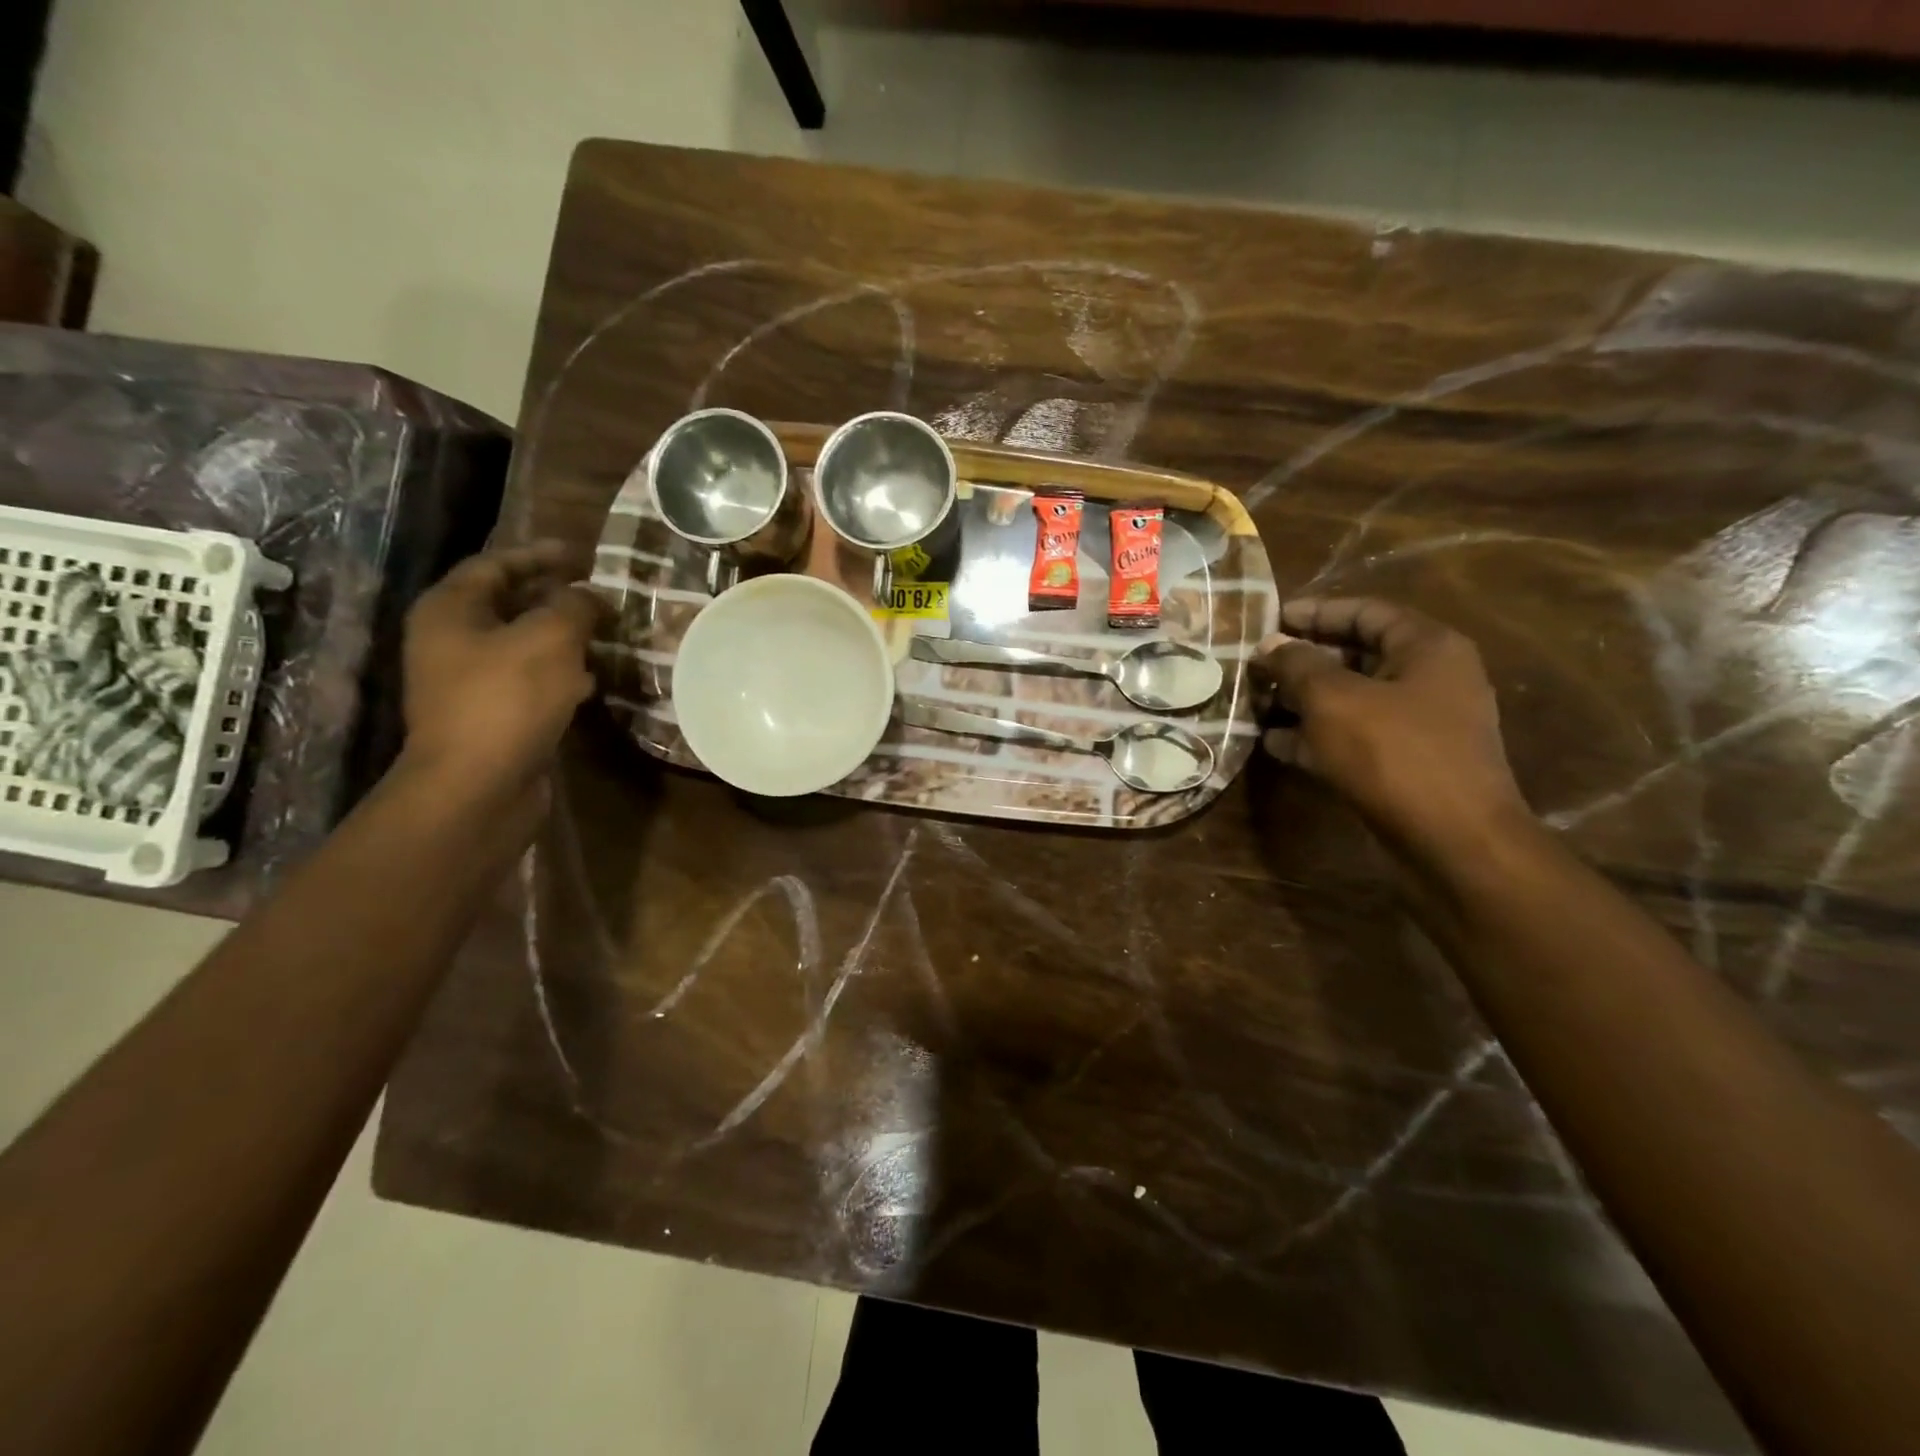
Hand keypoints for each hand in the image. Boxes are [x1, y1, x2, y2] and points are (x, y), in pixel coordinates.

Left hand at [399, 542, 606, 797]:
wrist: (479, 786)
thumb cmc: (507, 699)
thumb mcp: (550, 639)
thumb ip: (575, 607)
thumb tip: (590, 596)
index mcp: (451, 610)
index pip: (496, 564)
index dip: (540, 555)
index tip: (584, 556)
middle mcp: (453, 641)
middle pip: (509, 604)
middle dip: (557, 597)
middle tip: (601, 594)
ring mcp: (471, 681)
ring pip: (524, 645)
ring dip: (565, 637)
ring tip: (607, 632)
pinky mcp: (494, 715)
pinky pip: (532, 681)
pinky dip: (563, 673)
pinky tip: (594, 679)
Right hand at [1251, 597, 1529, 856]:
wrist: (1452, 840)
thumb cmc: (1393, 753)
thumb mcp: (1333, 699)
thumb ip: (1296, 665)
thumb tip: (1270, 645)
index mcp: (1427, 647)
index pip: (1366, 612)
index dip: (1316, 612)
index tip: (1271, 618)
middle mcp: (1429, 679)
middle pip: (1356, 656)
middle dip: (1302, 661)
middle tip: (1257, 666)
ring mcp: (1419, 725)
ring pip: (1350, 700)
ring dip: (1302, 701)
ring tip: (1255, 704)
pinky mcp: (1404, 763)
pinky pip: (1352, 737)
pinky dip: (1315, 736)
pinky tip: (1274, 743)